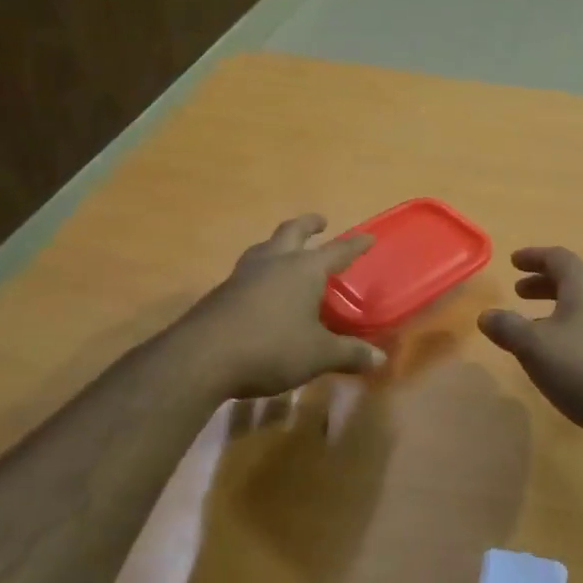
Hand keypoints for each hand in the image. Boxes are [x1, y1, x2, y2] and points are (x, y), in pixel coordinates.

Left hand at [169, 215, 384, 399]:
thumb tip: (380, 360)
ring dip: (278, 243)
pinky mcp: (222, 292)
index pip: (338, 250)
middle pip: (293, 231)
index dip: (355, 245)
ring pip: (265, 247)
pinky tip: (260, 289)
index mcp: (304, 269)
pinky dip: (260, 271)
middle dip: (309, 225)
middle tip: (320, 223)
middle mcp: (275, 262)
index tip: (368, 237)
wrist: (202, 357)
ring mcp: (244, 274)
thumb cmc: (271, 348)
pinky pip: (247, 271)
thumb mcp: (318, 356)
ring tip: (285, 250)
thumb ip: (349, 354)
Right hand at [477, 247, 582, 450]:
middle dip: (543, 282)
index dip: (533, 256)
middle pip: (572, 279)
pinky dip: (570, 326)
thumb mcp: (535, 348)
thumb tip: (486, 315)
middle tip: (518, 292)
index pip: (557, 258)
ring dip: (556, 306)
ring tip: (533, 325)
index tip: (513, 261)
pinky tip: (560, 353)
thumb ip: (508, 328)